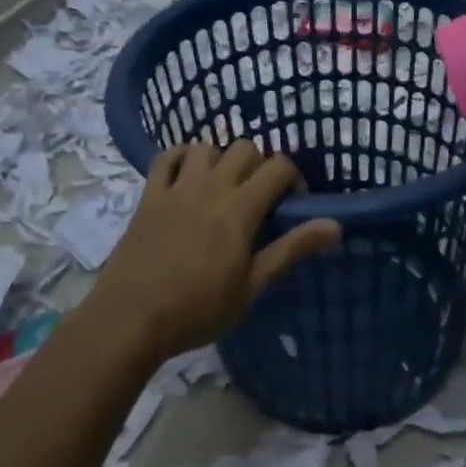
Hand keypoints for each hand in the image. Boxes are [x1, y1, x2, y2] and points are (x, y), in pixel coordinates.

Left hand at [93, 141, 341, 362]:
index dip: (294, 177)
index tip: (292, 203)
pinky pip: (166, 157)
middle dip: (260, 165)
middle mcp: (211, 186)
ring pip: (207, 146)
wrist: (130, 320)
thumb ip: (291, 249)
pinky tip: (188, 175)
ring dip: (222, 158)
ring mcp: (177, 188)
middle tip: (258, 197)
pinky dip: (181, 157)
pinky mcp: (149, 196)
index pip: (279, 166)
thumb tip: (335, 225)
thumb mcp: (252, 286)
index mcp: (240, 208)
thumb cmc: (198, 310)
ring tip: (223, 186)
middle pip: (245, 148)